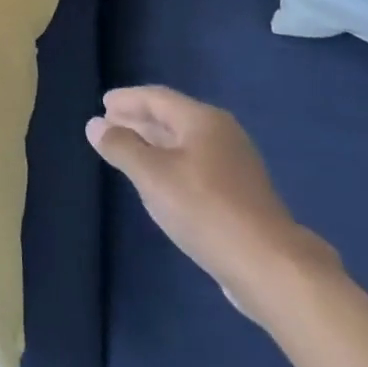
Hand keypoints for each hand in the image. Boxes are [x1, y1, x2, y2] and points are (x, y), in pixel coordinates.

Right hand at [86, 86, 335, 317]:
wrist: (272, 268)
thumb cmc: (205, 210)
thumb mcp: (152, 176)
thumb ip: (121, 147)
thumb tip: (95, 125)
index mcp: (202, 120)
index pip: (156, 97)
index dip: (127, 100)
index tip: (103, 104)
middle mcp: (222, 134)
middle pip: (173, 117)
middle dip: (140, 120)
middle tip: (110, 123)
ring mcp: (237, 165)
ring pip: (186, 143)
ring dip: (155, 143)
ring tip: (130, 150)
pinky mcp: (243, 195)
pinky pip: (198, 165)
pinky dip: (173, 163)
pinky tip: (162, 181)